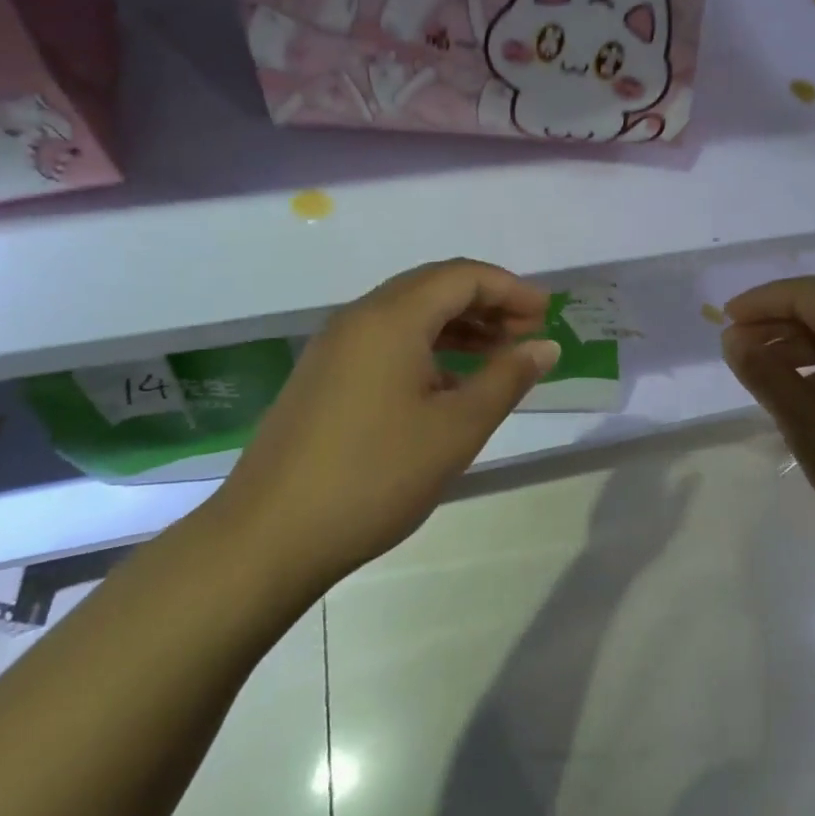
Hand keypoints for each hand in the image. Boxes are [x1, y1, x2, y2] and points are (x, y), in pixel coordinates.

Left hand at [210, 259, 559, 595]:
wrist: (267, 538)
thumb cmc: (374, 477)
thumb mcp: (456, 429)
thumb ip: (506, 379)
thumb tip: (544, 347)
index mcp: (391, 318)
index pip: (463, 277)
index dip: (510, 290)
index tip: (547, 316)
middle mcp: (359, 317)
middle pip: (434, 286)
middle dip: (486, 302)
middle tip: (527, 333)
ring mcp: (335, 346)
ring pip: (409, 314)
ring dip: (458, 325)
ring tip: (497, 355)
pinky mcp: (323, 376)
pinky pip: (386, 340)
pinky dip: (426, 347)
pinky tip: (448, 384)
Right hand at [720, 276, 814, 570]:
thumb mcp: (811, 426)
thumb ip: (767, 375)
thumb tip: (734, 339)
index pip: (808, 295)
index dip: (761, 302)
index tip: (724, 322)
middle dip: (777, 325)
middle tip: (736, 351)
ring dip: (799, 350)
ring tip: (763, 376)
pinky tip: (804, 400)